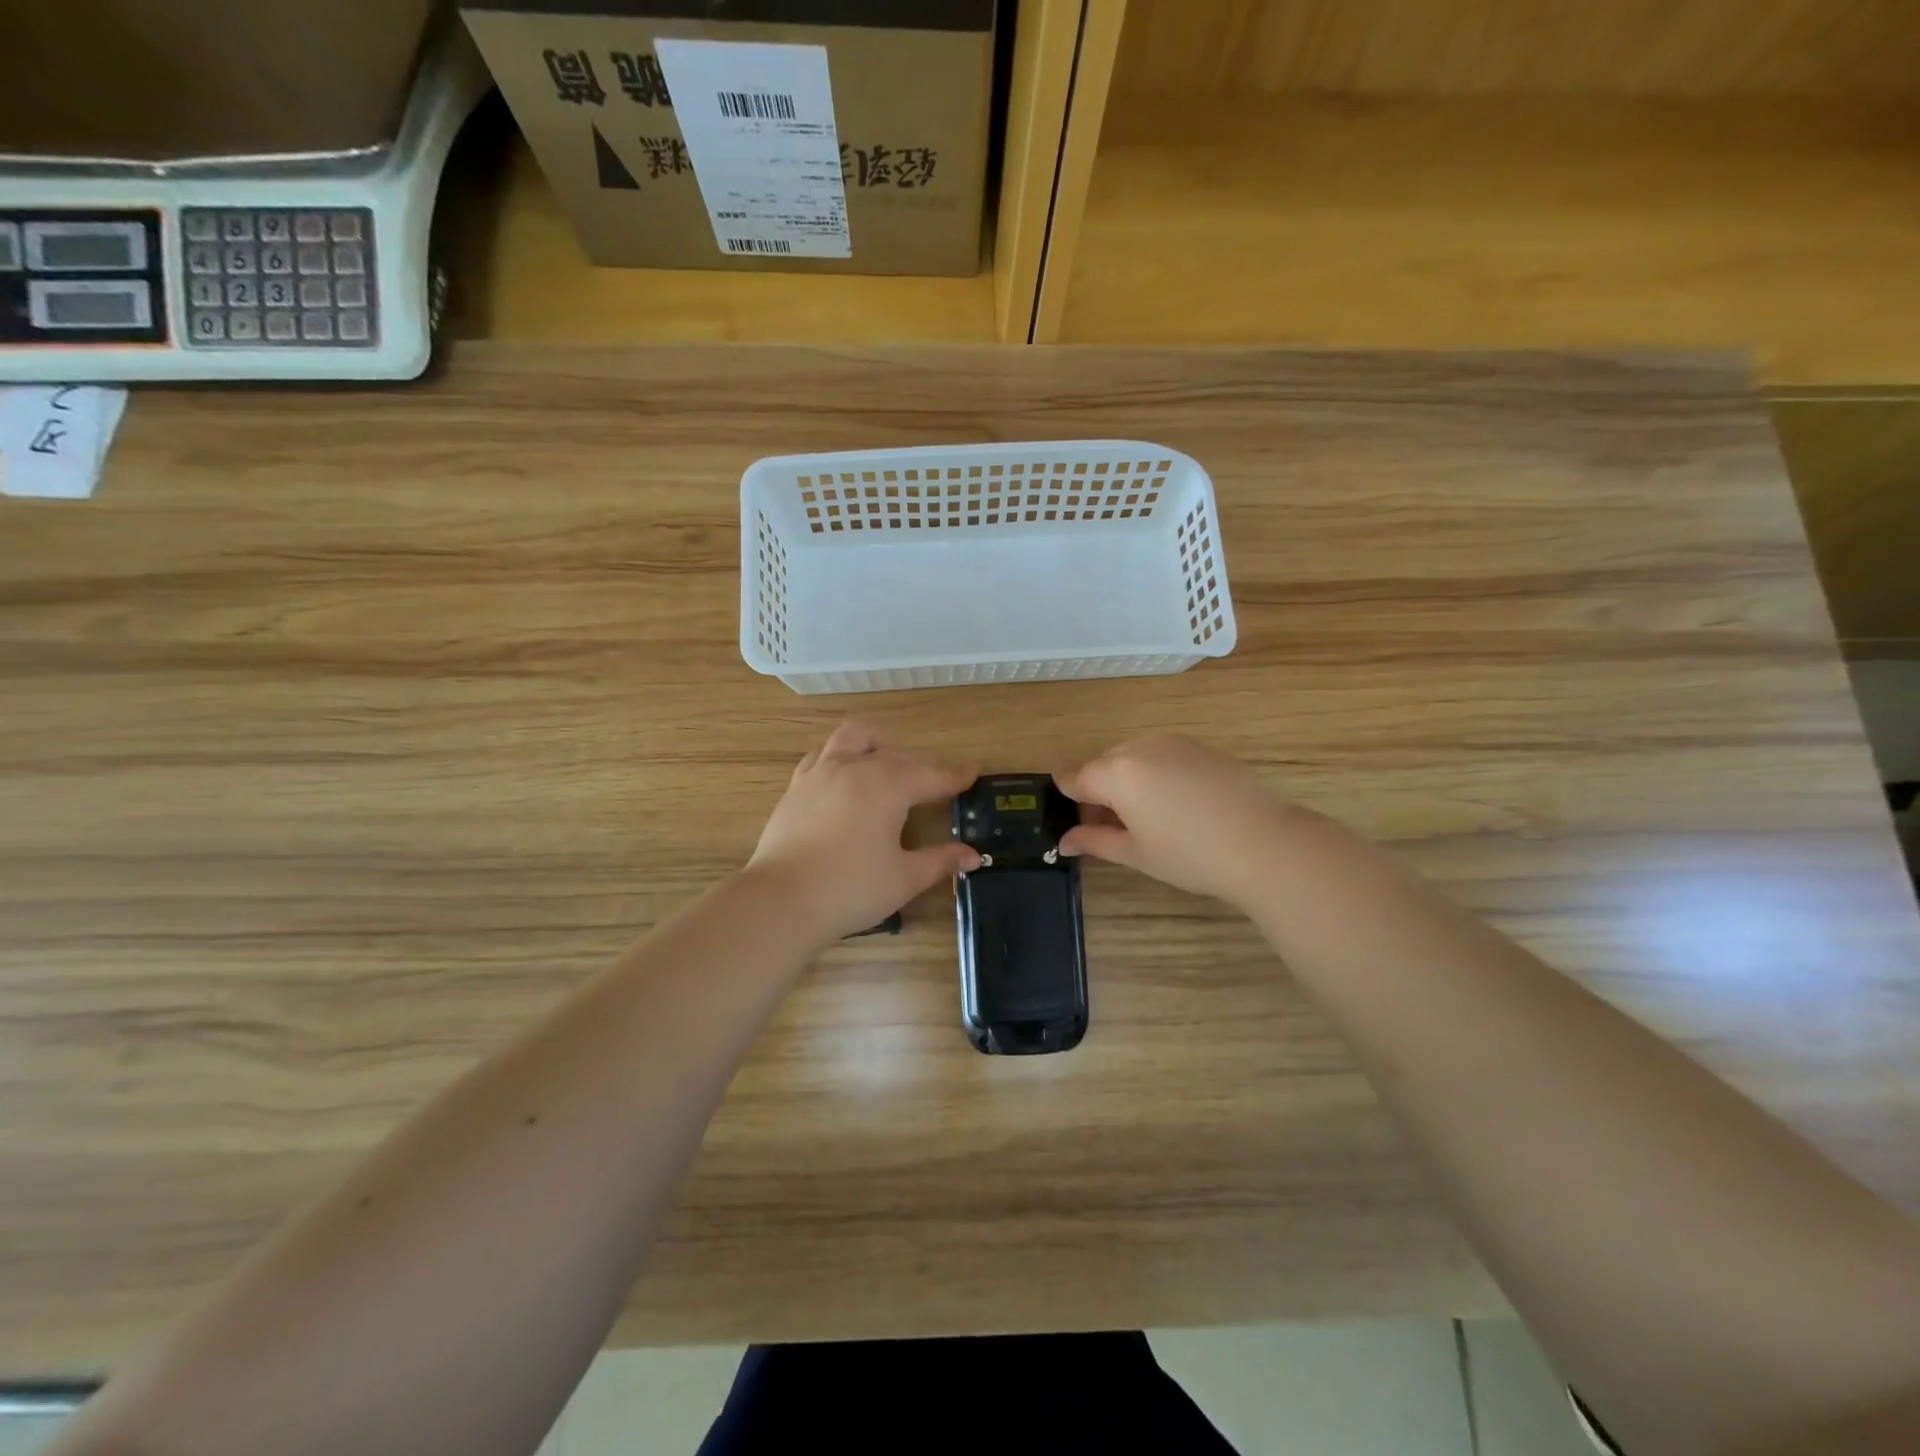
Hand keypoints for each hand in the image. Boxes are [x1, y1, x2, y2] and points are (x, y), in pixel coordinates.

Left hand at [747, 720, 980, 944]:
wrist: (781, 901)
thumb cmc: (850, 889)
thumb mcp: (904, 878)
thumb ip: (940, 861)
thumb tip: (972, 856)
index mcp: (887, 786)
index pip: (931, 774)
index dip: (955, 774)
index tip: (973, 771)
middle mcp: (855, 767)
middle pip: (898, 755)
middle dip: (923, 765)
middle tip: (938, 783)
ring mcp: (820, 772)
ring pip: (855, 737)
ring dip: (879, 744)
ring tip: (889, 762)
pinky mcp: (796, 786)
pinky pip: (823, 754)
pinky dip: (842, 756)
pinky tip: (846, 777)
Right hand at [1057, 735, 1295, 908]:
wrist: (1265, 843)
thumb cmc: (1191, 855)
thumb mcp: (1135, 853)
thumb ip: (1094, 840)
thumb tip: (1065, 840)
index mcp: (1116, 772)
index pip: (1072, 776)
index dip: (1067, 798)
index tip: (1074, 821)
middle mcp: (1139, 747)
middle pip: (1102, 764)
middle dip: (1099, 791)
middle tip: (1113, 829)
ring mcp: (1172, 742)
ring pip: (1132, 758)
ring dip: (1128, 781)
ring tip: (1148, 819)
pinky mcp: (1200, 746)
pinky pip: (1161, 755)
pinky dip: (1155, 774)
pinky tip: (1177, 806)